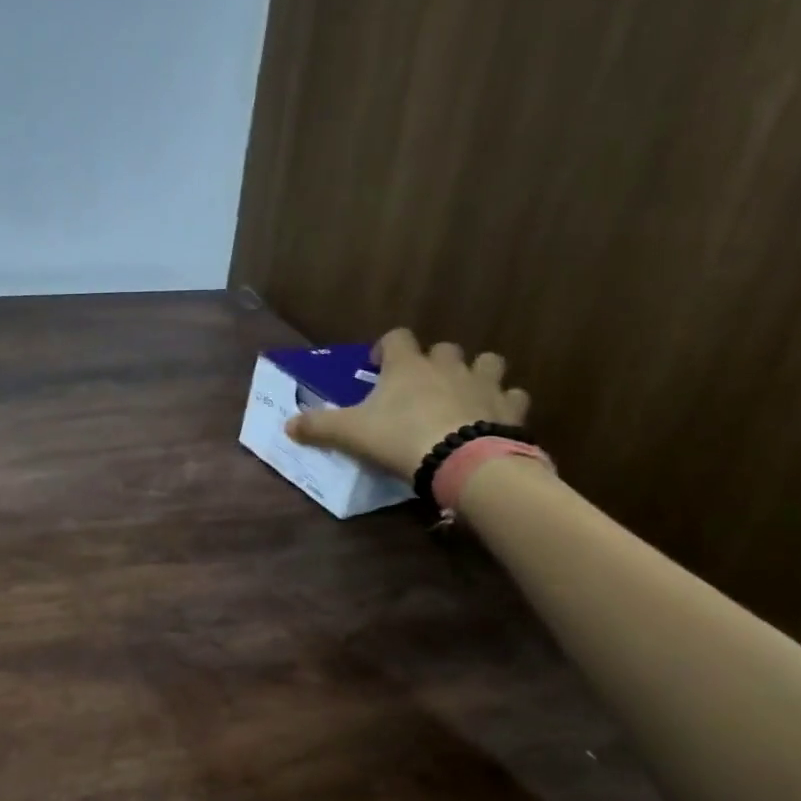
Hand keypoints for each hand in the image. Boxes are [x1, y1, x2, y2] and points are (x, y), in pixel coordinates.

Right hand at [285, 329, 529, 480]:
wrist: (463, 461)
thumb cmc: (401, 438)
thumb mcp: (351, 434)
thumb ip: (318, 427)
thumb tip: (286, 425)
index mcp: (407, 366)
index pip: (396, 338)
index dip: (385, 347)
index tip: (376, 365)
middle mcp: (447, 366)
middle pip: (444, 348)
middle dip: (433, 361)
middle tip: (420, 387)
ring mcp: (483, 384)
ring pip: (487, 362)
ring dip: (476, 373)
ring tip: (464, 394)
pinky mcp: (510, 408)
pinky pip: (513, 396)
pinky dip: (505, 404)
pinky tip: (495, 418)